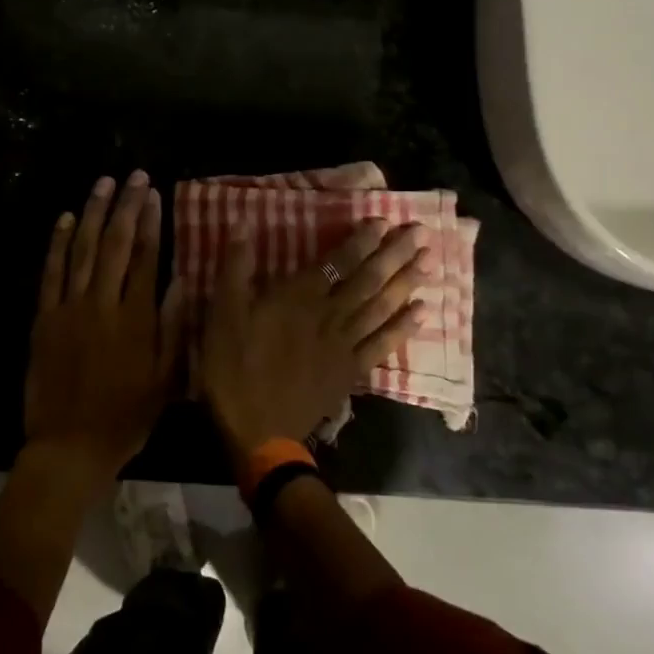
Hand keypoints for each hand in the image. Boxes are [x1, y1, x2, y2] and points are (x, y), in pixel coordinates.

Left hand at [23, 171, 184, 493]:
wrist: (69, 445)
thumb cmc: (126, 416)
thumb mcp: (165, 380)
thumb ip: (175, 327)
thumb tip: (183, 280)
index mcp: (136, 318)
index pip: (147, 257)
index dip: (152, 221)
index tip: (155, 193)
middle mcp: (103, 303)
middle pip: (116, 243)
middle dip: (127, 205)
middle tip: (134, 175)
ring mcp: (69, 307)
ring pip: (82, 248)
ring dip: (94, 212)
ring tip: (104, 183)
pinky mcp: (44, 316)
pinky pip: (51, 271)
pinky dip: (57, 242)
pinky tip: (66, 217)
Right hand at [200, 220, 429, 459]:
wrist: (258, 432)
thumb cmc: (234, 370)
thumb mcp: (223, 316)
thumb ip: (236, 270)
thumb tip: (242, 223)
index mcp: (298, 299)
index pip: (336, 262)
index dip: (360, 241)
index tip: (383, 221)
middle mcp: (329, 317)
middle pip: (368, 281)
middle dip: (394, 255)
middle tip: (422, 233)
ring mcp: (344, 346)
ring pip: (381, 308)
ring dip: (406, 284)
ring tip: (430, 263)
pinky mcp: (350, 372)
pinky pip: (383, 345)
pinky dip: (402, 327)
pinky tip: (422, 312)